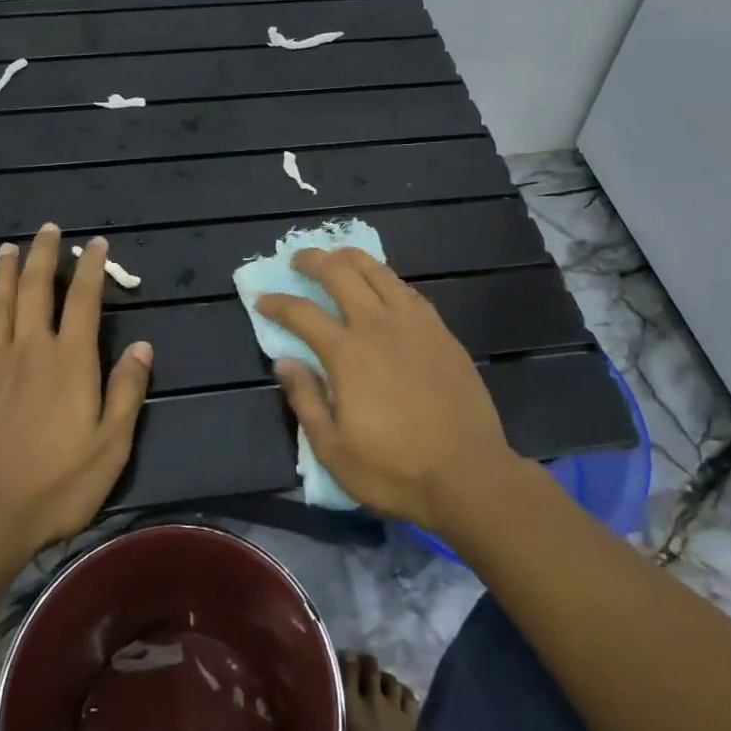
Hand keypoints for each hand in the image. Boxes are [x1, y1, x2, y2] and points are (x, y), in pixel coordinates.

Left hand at [0, 223, 152, 556]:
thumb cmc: (57, 483)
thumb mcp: (111, 444)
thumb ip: (127, 390)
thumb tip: (142, 345)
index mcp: (70, 360)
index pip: (84, 300)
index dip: (91, 268)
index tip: (96, 244)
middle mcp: (31, 348)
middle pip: (36, 288)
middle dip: (44, 254)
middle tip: (49, 229)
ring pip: (0, 301)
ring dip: (6, 270)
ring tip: (9, 246)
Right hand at [256, 247, 524, 531]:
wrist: (469, 474)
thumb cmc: (394, 468)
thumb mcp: (333, 449)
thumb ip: (305, 399)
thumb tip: (284, 361)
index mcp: (347, 353)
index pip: (301, 313)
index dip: (277, 303)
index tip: (262, 299)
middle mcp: (378, 326)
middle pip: (340, 274)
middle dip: (313, 260)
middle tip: (298, 260)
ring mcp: (414, 324)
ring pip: (378, 272)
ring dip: (352, 258)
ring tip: (337, 256)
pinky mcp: (441, 332)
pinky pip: (408, 291)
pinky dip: (387, 279)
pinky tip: (384, 284)